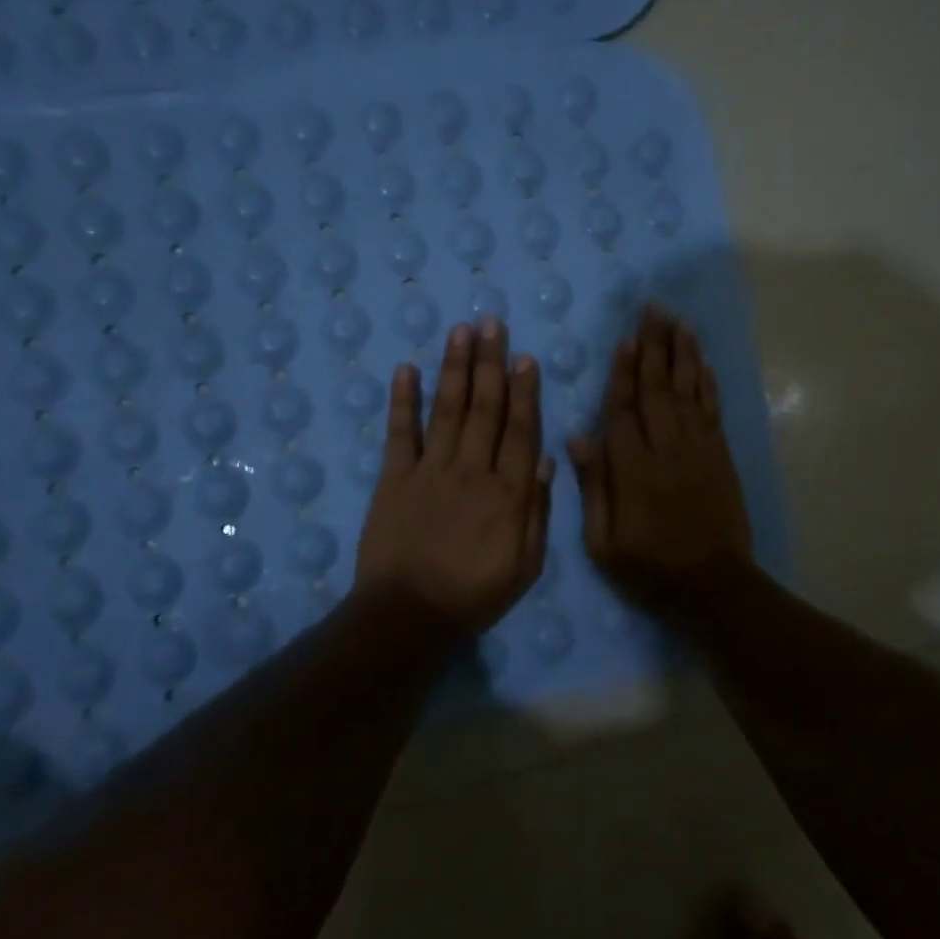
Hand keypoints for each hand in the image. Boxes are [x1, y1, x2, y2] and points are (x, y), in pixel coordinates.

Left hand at [355, 319, 553, 634]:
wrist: (409, 615)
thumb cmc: (474, 594)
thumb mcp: (526, 565)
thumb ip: (537, 511)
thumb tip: (545, 459)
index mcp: (507, 492)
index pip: (519, 430)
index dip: (524, 391)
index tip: (524, 357)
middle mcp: (472, 470)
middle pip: (484, 408)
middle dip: (489, 363)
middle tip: (491, 323)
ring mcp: (430, 470)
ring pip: (447, 410)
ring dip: (454, 368)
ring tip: (460, 331)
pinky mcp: (394, 478)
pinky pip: (400, 433)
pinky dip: (403, 400)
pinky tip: (407, 369)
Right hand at [569, 304, 753, 606]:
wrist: (714, 585)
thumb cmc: (650, 568)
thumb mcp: (604, 542)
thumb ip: (594, 487)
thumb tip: (579, 438)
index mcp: (633, 469)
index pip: (624, 409)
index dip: (624, 372)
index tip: (625, 339)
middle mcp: (667, 449)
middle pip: (658, 388)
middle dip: (655, 346)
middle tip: (653, 309)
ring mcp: (699, 449)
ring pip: (688, 390)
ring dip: (682, 353)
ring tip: (677, 321)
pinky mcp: (721, 456)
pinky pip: (712, 409)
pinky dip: (706, 382)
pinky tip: (701, 361)